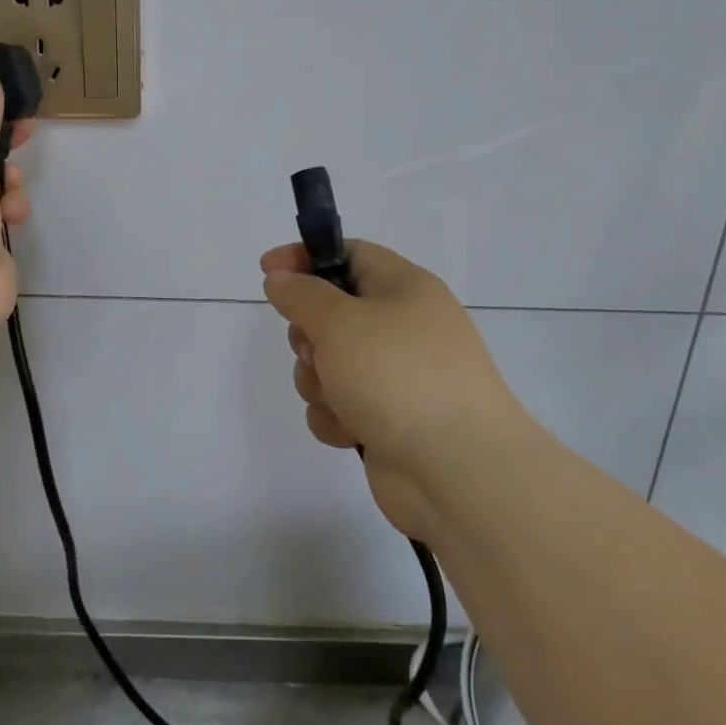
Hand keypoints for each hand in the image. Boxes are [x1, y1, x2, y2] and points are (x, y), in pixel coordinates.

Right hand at [260, 240, 530, 539]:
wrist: (458, 471)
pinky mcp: (389, 420)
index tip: (267, 273)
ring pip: (329, 363)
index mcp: (404, 288)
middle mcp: (403, 326)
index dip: (304, 258)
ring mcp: (397, 376)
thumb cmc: (398, 376)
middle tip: (314, 350)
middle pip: (331, 312)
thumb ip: (302, 294)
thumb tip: (281, 279)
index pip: (348, 253)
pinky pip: (341, 405)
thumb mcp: (340, 321)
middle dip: (308, 335)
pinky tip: (350, 431)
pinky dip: (336, 417)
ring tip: (338, 399)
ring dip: (318, 381)